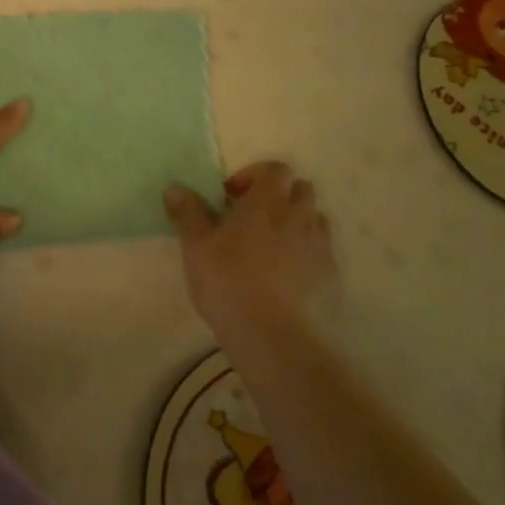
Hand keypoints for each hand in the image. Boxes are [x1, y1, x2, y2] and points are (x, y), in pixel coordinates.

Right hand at [164, 161, 335, 341]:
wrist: (271, 336)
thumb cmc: (228, 280)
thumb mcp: (196, 245)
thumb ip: (187, 212)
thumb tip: (174, 188)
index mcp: (267, 201)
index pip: (276, 169)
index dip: (255, 175)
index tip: (232, 197)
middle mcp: (298, 216)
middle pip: (301, 189)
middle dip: (280, 197)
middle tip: (253, 218)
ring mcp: (319, 246)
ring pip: (315, 220)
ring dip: (297, 223)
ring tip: (272, 246)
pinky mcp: (329, 276)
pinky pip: (322, 252)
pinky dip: (307, 254)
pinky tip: (287, 276)